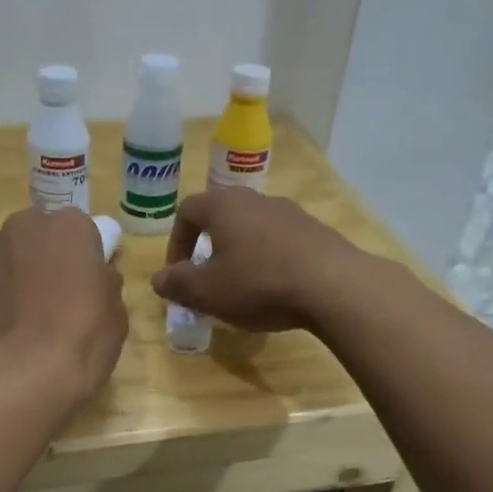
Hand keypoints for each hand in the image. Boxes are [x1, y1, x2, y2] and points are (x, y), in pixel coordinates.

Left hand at [0, 208, 126, 400]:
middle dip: (41, 260)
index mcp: (68, 226)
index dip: (80, 258)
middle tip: (51, 299)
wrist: (21, 376)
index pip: (78, 230)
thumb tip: (95, 278)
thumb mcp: (116, 313)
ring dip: (12, 279)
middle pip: (35, 236)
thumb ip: (104, 283)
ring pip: (3, 259)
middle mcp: (21, 227)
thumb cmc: (81, 340)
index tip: (83, 284)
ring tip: (20, 322)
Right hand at [151, 190, 369, 332]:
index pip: (187, 211)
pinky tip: (275, 288)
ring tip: (241, 288)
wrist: (334, 286)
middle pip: (221, 216)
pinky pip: (279, 241)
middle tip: (206, 280)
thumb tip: (159, 279)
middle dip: (208, 247)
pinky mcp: (315, 231)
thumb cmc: (259, 284)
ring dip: (239, 254)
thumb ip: (177, 284)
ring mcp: (290, 213)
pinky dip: (268, 260)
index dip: (175, 242)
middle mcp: (256, 200)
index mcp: (224, 206)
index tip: (178, 273)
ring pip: (252, 228)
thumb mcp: (207, 292)